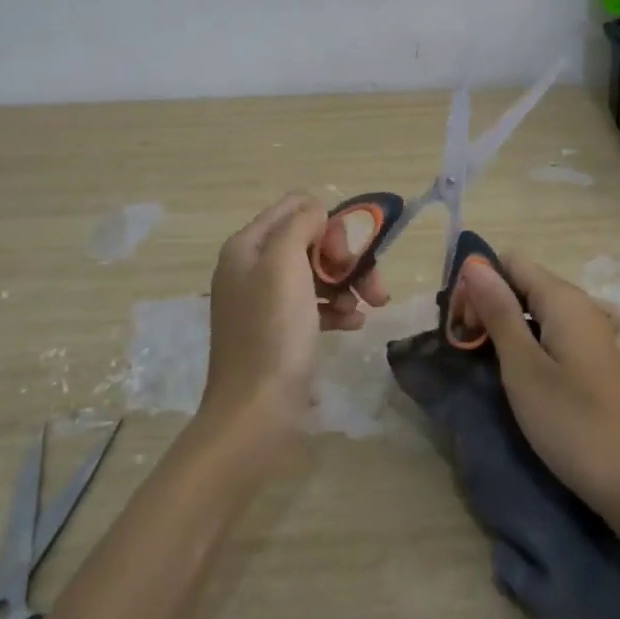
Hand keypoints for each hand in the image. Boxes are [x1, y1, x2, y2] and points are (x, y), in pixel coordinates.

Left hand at [202, 193, 389, 440]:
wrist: (257, 412)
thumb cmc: (272, 331)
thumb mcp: (284, 264)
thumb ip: (300, 225)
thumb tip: (316, 211)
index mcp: (247, 247)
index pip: (294, 206)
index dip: (327, 221)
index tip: (347, 250)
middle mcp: (253, 268)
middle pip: (309, 241)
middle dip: (344, 257)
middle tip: (368, 280)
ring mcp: (265, 302)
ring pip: (317, 273)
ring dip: (347, 283)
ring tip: (372, 305)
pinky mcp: (280, 331)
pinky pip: (314, 305)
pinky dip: (337, 308)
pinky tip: (356, 322)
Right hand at [451, 252, 619, 518]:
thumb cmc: (571, 423)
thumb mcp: (522, 367)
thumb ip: (498, 312)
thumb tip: (475, 264)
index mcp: (563, 299)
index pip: (510, 263)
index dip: (480, 285)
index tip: (464, 325)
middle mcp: (585, 305)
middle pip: (526, 284)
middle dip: (492, 305)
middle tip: (472, 349)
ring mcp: (601, 333)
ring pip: (544, 308)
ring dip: (514, 324)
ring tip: (496, 360)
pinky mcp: (609, 361)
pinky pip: (572, 330)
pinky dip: (551, 334)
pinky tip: (549, 351)